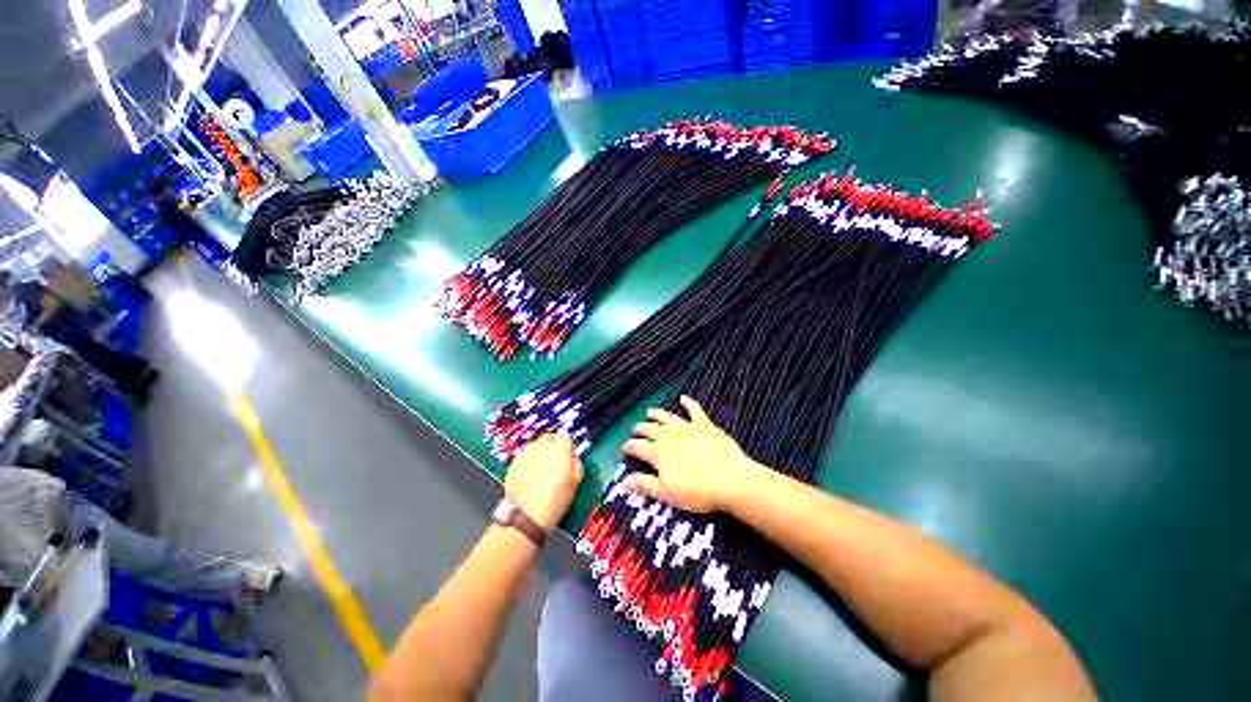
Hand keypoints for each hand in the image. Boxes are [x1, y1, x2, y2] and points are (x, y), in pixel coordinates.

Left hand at [505, 433, 582, 530]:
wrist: (527, 517)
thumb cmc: (556, 501)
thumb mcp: (575, 482)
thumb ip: (575, 463)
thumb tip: (572, 455)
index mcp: (560, 450)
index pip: (565, 436)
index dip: (566, 444)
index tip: (567, 453)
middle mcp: (541, 447)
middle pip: (548, 437)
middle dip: (551, 445)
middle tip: (553, 459)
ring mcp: (525, 454)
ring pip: (534, 445)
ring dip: (538, 451)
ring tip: (540, 466)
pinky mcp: (513, 463)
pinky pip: (523, 455)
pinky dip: (527, 460)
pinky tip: (528, 473)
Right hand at [621, 396, 761, 512]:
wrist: (730, 480)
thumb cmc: (696, 491)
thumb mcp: (666, 494)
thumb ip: (644, 484)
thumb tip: (624, 479)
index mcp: (657, 452)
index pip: (636, 446)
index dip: (628, 447)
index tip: (624, 449)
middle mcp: (668, 435)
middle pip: (649, 429)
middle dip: (640, 429)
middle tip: (636, 430)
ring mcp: (686, 427)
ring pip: (666, 417)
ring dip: (656, 414)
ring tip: (649, 412)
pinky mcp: (704, 424)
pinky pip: (694, 409)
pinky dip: (688, 403)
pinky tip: (683, 398)